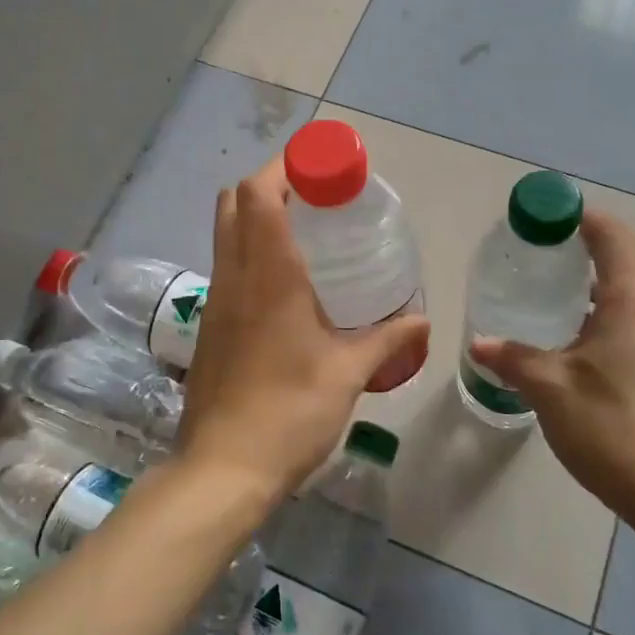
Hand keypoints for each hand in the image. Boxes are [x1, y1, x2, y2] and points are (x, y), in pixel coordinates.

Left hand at [179, 160, 429, 499]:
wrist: (223, 469)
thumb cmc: (289, 413)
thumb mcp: (348, 375)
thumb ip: (387, 340)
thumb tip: (423, 321)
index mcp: (268, 276)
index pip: (257, 194)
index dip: (283, 167)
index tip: (320, 166)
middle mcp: (234, 277)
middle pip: (233, 203)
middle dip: (268, 184)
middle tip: (314, 194)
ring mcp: (216, 302)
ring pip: (225, 234)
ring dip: (256, 216)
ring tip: (306, 230)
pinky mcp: (210, 327)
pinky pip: (228, 267)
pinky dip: (251, 251)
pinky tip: (287, 283)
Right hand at [467, 212, 634, 529]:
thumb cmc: (610, 426)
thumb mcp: (549, 387)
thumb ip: (512, 358)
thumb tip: (480, 344)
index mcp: (634, 303)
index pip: (615, 238)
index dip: (583, 219)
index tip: (546, 219)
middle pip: (625, 260)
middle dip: (584, 250)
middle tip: (538, 256)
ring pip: (629, 294)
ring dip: (593, 285)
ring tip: (548, 294)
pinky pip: (633, 320)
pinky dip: (603, 313)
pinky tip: (570, 339)